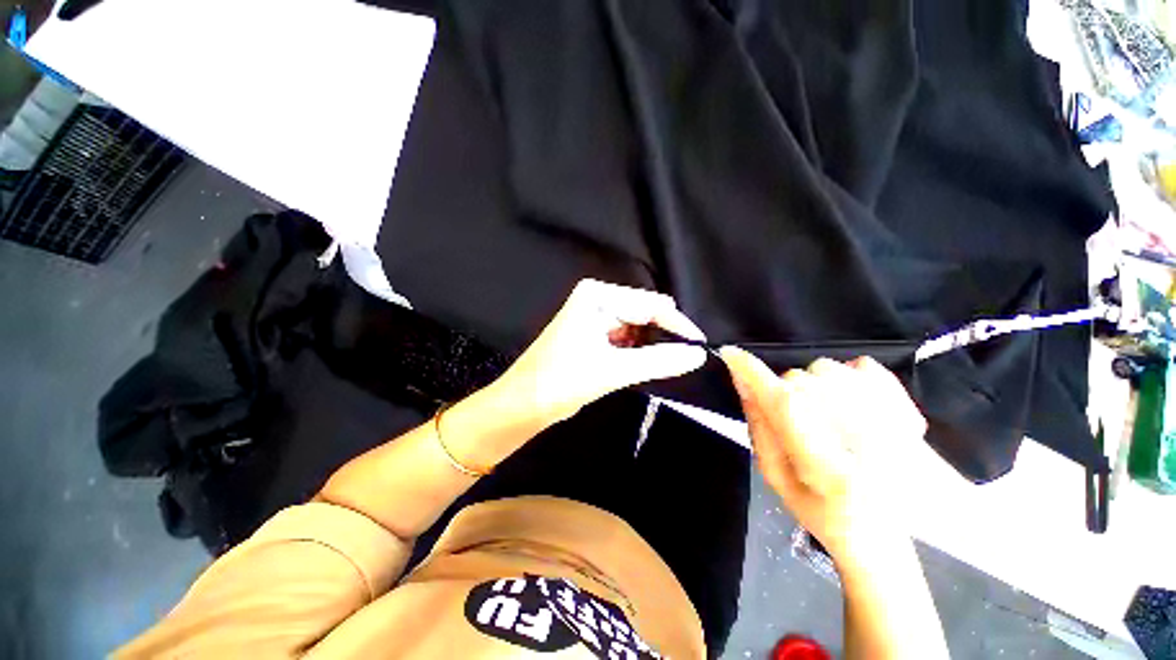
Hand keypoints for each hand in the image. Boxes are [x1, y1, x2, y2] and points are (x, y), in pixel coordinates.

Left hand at [496, 279, 707, 425]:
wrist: (522, 404)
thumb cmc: (561, 382)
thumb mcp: (614, 370)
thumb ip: (658, 361)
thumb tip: (698, 355)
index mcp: (598, 296)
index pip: (650, 305)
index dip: (677, 326)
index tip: (701, 347)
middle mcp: (597, 298)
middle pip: (644, 313)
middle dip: (665, 335)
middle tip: (687, 359)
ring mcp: (594, 315)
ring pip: (636, 327)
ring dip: (652, 344)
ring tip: (670, 363)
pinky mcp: (592, 333)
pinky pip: (625, 337)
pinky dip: (638, 350)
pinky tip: (647, 363)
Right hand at [719, 348, 926, 560]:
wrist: (890, 529)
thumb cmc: (824, 510)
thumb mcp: (776, 477)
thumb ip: (759, 427)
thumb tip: (743, 382)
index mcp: (824, 462)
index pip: (780, 400)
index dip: (750, 371)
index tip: (729, 354)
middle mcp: (860, 433)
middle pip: (796, 380)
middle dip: (783, 394)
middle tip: (797, 426)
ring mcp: (888, 414)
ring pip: (822, 368)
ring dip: (812, 387)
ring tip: (827, 418)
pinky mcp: (902, 402)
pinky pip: (857, 365)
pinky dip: (844, 377)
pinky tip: (851, 405)